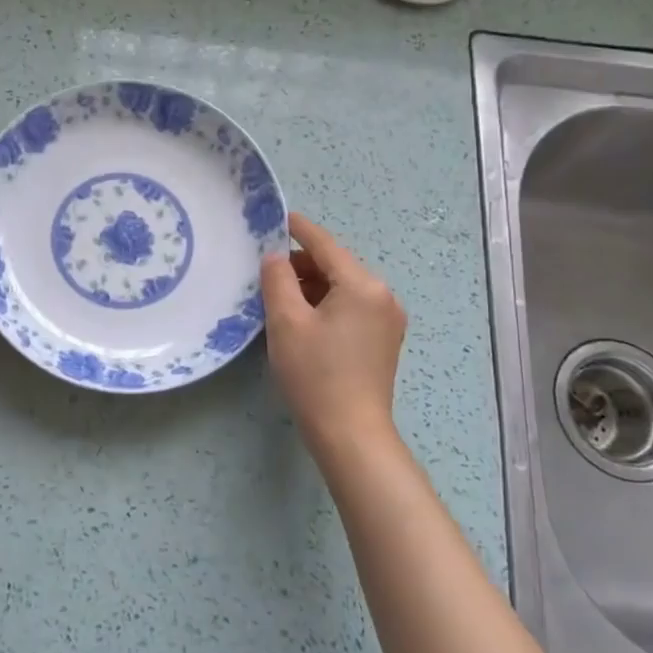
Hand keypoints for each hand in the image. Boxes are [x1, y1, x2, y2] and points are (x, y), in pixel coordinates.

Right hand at [261, 212, 406, 449]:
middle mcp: (382, 296)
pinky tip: (302, 320)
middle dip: (301, 265)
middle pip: (335, 266)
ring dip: (312, 287)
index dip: (298, 229)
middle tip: (265, 274)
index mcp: (362, 285)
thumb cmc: (315, 374)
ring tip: (278, 299)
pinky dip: (326, 305)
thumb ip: (277, 279)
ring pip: (342, 288)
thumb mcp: (286, 321)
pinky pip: (351, 308)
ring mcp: (387, 320)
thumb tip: (275, 257)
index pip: (325, 245)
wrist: (351, 434)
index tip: (277, 217)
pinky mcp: (383, 341)